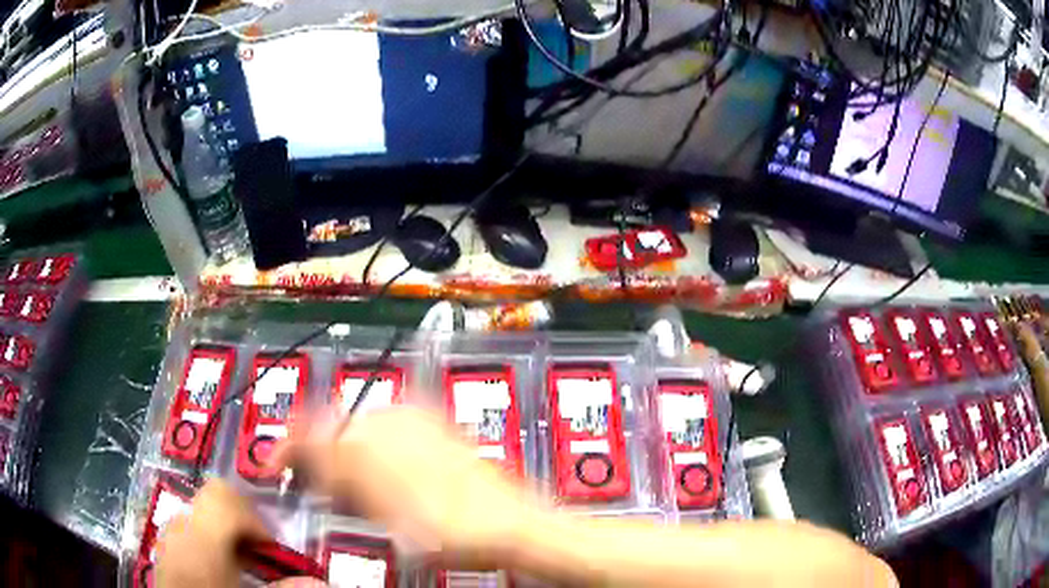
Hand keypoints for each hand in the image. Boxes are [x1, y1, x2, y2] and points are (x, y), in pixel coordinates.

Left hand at [155, 480, 269, 587]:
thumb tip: (319, 580)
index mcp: (202, 541)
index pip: (225, 498)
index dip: (254, 517)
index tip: (269, 546)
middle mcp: (181, 528)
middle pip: (212, 495)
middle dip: (241, 515)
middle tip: (257, 546)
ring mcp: (168, 533)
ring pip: (200, 509)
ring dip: (224, 526)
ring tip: (239, 559)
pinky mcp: (162, 544)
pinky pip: (186, 525)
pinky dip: (206, 535)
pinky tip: (216, 565)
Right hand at [269, 407, 538, 562]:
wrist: (509, 523)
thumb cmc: (448, 529)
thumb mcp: (379, 513)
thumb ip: (336, 478)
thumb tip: (305, 460)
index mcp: (371, 437)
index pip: (309, 431)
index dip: (286, 450)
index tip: (274, 467)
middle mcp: (390, 417)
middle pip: (331, 427)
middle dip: (315, 454)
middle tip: (314, 487)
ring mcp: (415, 419)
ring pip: (356, 428)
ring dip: (342, 453)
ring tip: (348, 488)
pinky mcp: (434, 426)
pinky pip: (386, 430)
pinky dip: (370, 450)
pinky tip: (379, 475)